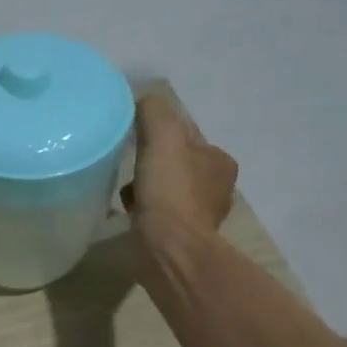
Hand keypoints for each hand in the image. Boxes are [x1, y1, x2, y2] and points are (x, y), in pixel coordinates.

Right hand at [123, 92, 238, 252]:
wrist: (168, 248)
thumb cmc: (170, 191)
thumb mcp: (162, 136)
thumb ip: (153, 111)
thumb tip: (143, 99)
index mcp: (219, 162)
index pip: (186, 136)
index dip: (159, 133)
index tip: (136, 138)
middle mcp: (216, 188)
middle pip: (175, 164)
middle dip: (152, 164)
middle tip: (130, 164)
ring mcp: (199, 216)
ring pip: (165, 190)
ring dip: (146, 188)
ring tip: (128, 191)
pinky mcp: (180, 238)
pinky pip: (157, 214)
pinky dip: (143, 210)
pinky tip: (129, 212)